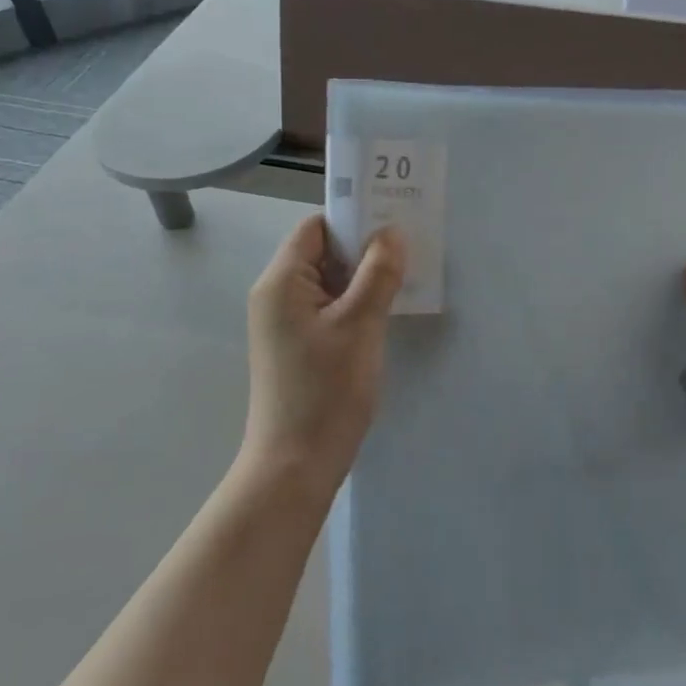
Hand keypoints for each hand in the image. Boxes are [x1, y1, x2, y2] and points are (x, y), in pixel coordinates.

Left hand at [244, 215, 405, 489]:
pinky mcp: (296, 346)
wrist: (294, 466)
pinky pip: (327, 308)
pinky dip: (354, 304)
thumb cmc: (326, 391)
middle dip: (364, 249)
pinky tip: (384, 314)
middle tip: (409, 250)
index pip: (316, 227)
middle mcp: (276, 295)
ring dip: (362, 279)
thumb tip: (391, 232)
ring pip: (328, 282)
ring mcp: (284, 323)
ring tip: (404, 280)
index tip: (394, 222)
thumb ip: (378, 273)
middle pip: (322, 252)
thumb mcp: (360, 325)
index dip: (353, 219)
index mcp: (282, 281)